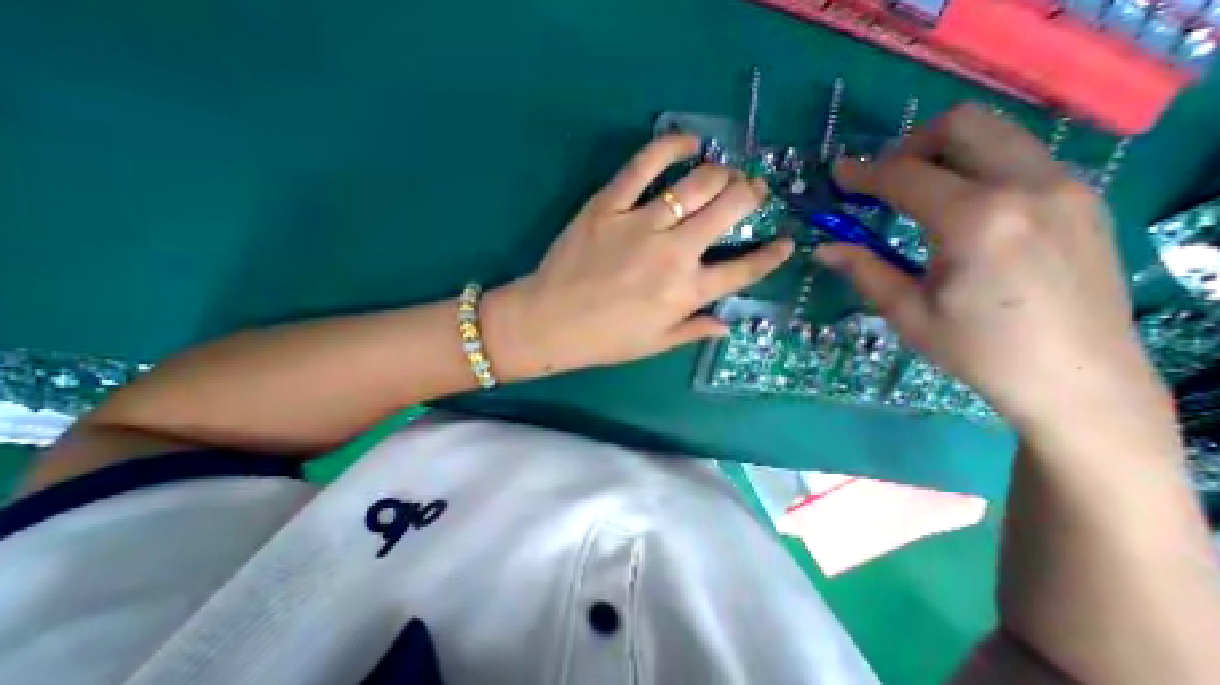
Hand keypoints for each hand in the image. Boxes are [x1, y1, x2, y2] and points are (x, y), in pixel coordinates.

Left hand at [481, 133, 796, 379]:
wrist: (549, 322)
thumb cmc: (604, 340)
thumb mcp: (655, 344)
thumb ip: (695, 330)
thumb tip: (728, 325)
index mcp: (686, 293)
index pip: (745, 270)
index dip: (772, 255)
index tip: (786, 242)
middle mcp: (673, 254)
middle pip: (730, 209)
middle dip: (752, 195)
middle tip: (753, 193)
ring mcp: (640, 224)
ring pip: (698, 182)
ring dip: (722, 174)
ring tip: (724, 175)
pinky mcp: (608, 205)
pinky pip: (644, 164)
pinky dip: (671, 146)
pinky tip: (687, 143)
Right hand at [817, 105, 1170, 436]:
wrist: (1077, 377)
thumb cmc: (977, 349)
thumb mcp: (906, 312)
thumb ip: (864, 270)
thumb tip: (823, 249)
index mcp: (976, 221)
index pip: (906, 176)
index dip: (864, 174)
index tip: (838, 174)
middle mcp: (1028, 186)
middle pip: (962, 126)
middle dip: (909, 146)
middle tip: (880, 180)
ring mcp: (1066, 186)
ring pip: (996, 134)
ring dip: (943, 153)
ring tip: (912, 192)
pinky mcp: (1082, 198)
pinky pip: (1019, 157)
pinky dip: (976, 167)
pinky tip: (957, 208)